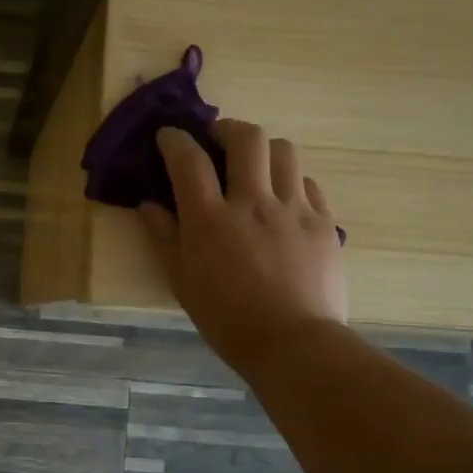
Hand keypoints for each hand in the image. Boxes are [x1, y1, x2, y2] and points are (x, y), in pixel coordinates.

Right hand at [140, 122, 347, 375]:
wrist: (293, 343)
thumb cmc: (226, 319)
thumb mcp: (181, 281)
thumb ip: (163, 237)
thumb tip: (149, 204)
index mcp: (210, 220)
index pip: (188, 160)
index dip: (175, 140)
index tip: (168, 136)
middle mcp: (253, 203)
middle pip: (246, 138)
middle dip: (227, 129)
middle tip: (217, 140)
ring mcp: (293, 209)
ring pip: (284, 150)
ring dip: (264, 149)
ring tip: (254, 165)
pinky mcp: (323, 222)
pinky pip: (308, 182)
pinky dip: (291, 179)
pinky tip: (282, 198)